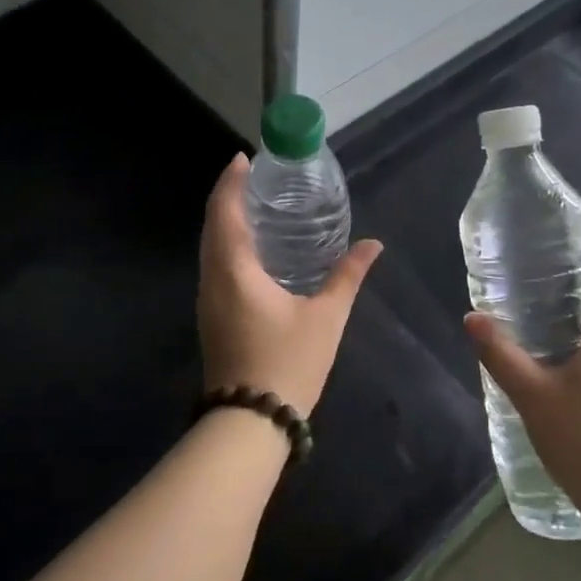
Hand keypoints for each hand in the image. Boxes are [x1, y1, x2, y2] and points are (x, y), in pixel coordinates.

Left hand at [198, 155, 382, 414]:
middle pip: (212, 225)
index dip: (231, 181)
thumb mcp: (326, 318)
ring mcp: (208, 299)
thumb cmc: (288, 363)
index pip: (225, 212)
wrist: (250, 421)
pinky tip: (251, 248)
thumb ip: (347, 276)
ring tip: (254, 204)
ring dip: (225, 219)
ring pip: (209, 246)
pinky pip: (214, 264)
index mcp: (234, 270)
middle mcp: (213, 278)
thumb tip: (373, 245)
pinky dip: (227, 243)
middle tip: (254, 176)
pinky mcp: (211, 315)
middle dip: (227, 195)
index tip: (244, 159)